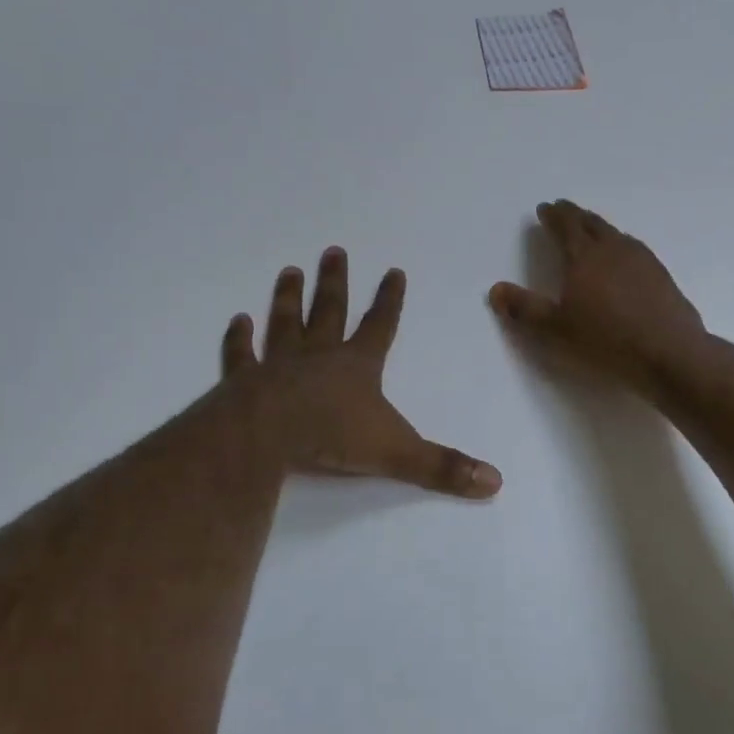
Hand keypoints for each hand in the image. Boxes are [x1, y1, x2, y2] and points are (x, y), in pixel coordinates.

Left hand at [222, 249, 501, 499]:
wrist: (267, 436)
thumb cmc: (333, 437)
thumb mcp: (398, 454)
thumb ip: (444, 468)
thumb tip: (496, 483)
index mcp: (357, 366)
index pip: (381, 325)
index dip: (389, 299)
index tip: (393, 271)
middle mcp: (319, 355)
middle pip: (329, 310)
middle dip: (334, 282)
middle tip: (333, 251)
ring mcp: (278, 364)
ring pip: (285, 322)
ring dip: (288, 297)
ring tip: (290, 272)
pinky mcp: (244, 380)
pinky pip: (242, 354)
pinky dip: (239, 339)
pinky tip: (237, 321)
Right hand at [489, 201, 708, 395]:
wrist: (669, 352)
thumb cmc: (606, 340)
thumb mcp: (556, 329)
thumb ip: (524, 308)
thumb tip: (495, 289)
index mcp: (584, 257)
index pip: (566, 226)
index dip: (553, 215)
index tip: (545, 208)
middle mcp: (613, 249)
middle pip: (592, 223)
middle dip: (575, 215)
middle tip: (564, 210)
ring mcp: (642, 260)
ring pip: (615, 234)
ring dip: (599, 227)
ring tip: (591, 229)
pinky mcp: (661, 275)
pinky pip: (634, 249)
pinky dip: (620, 244)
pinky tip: (624, 257)